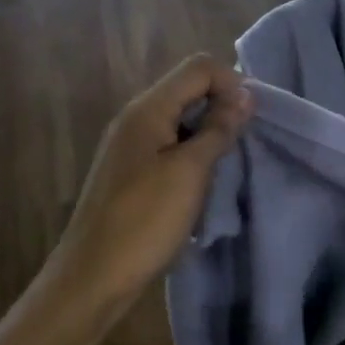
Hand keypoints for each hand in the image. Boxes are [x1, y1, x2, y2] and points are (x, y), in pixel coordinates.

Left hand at [45, 54, 252, 319]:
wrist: (93, 276)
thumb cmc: (144, 221)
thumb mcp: (190, 172)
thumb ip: (217, 129)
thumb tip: (244, 95)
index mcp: (147, 109)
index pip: (198, 68)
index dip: (231, 83)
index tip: (251, 120)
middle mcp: (135, 119)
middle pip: (187, 90)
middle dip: (222, 107)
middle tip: (244, 143)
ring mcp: (130, 146)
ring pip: (180, 120)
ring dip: (208, 133)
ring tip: (227, 165)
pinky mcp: (130, 172)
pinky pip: (169, 146)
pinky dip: (192, 155)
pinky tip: (202, 184)